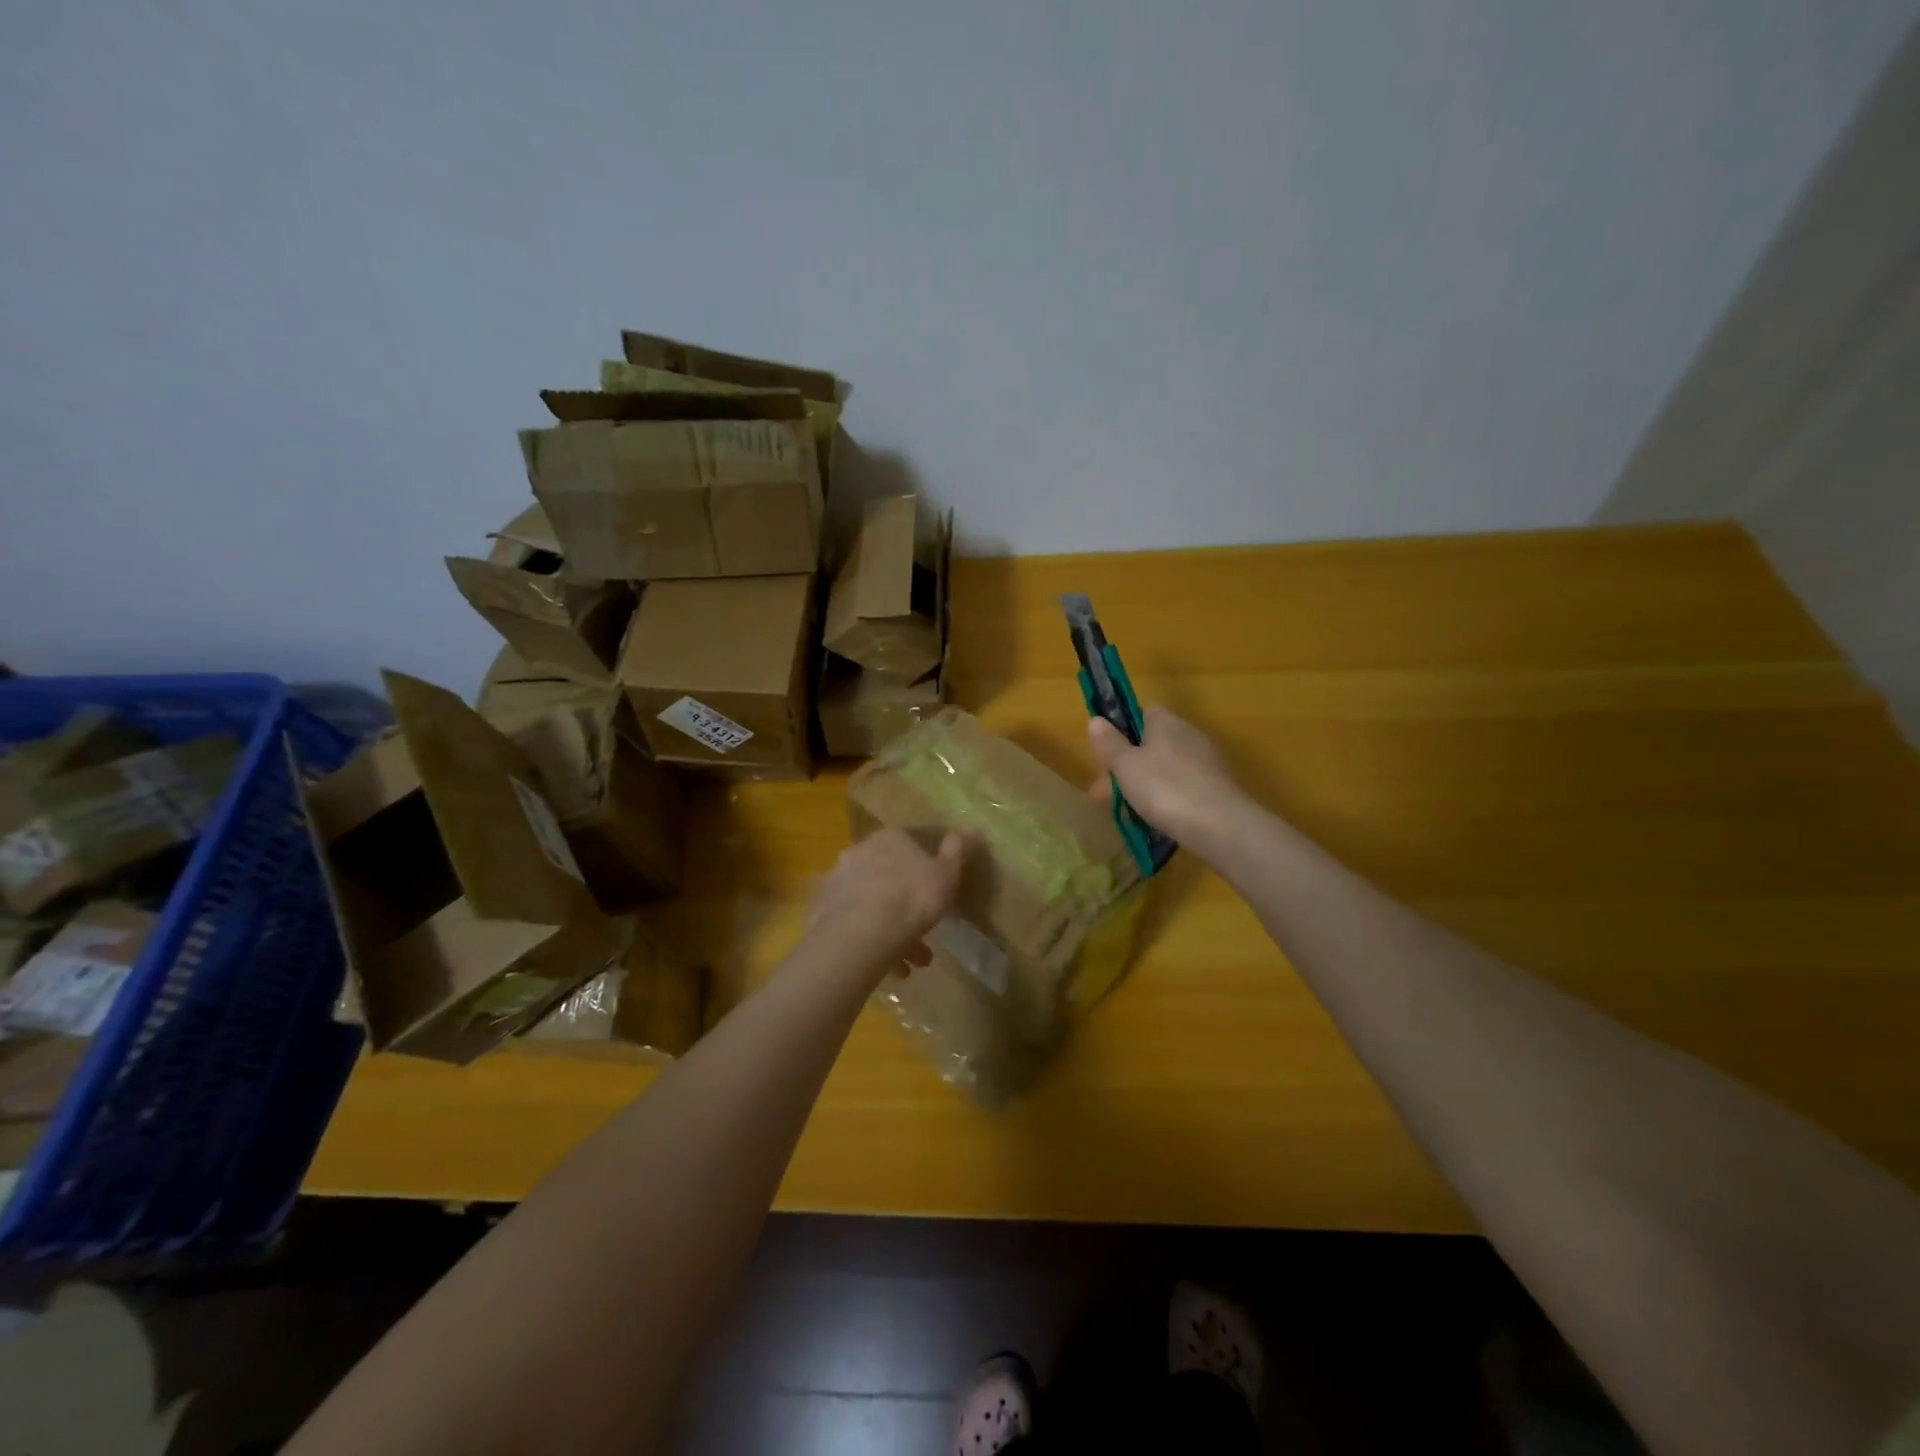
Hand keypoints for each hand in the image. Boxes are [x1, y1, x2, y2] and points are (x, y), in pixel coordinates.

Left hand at [807, 829, 967, 972]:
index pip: (909, 847)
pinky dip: (866, 939)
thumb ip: (956, 852)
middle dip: (906, 906)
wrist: (861, 932)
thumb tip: (967, 831)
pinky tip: (882, 965)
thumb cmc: (912, 898)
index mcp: (890, 838)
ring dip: (889, 929)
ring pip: (870, 902)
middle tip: (923, 937)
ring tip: (907, 965)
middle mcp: (859, 851)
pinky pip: (851, 922)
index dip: (924, 872)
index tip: (936, 898)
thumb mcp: (947, 874)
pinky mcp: (820, 909)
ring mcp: (836, 879)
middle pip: (888, 877)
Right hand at [1087, 706, 1246, 846]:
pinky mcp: (1218, 787)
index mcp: (1166, 722)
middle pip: (1151, 743)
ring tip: (1127, 812)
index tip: (1107, 754)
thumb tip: (1096, 719)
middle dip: (1127, 766)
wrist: (1222, 826)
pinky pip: (1183, 786)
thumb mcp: (1126, 766)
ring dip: (1145, 784)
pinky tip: (1157, 819)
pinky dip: (1167, 798)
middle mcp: (1189, 735)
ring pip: (1166, 767)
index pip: (1142, 712)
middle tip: (1105, 794)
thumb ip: (1109, 743)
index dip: (1122, 730)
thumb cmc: (1165, 789)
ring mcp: (1207, 761)